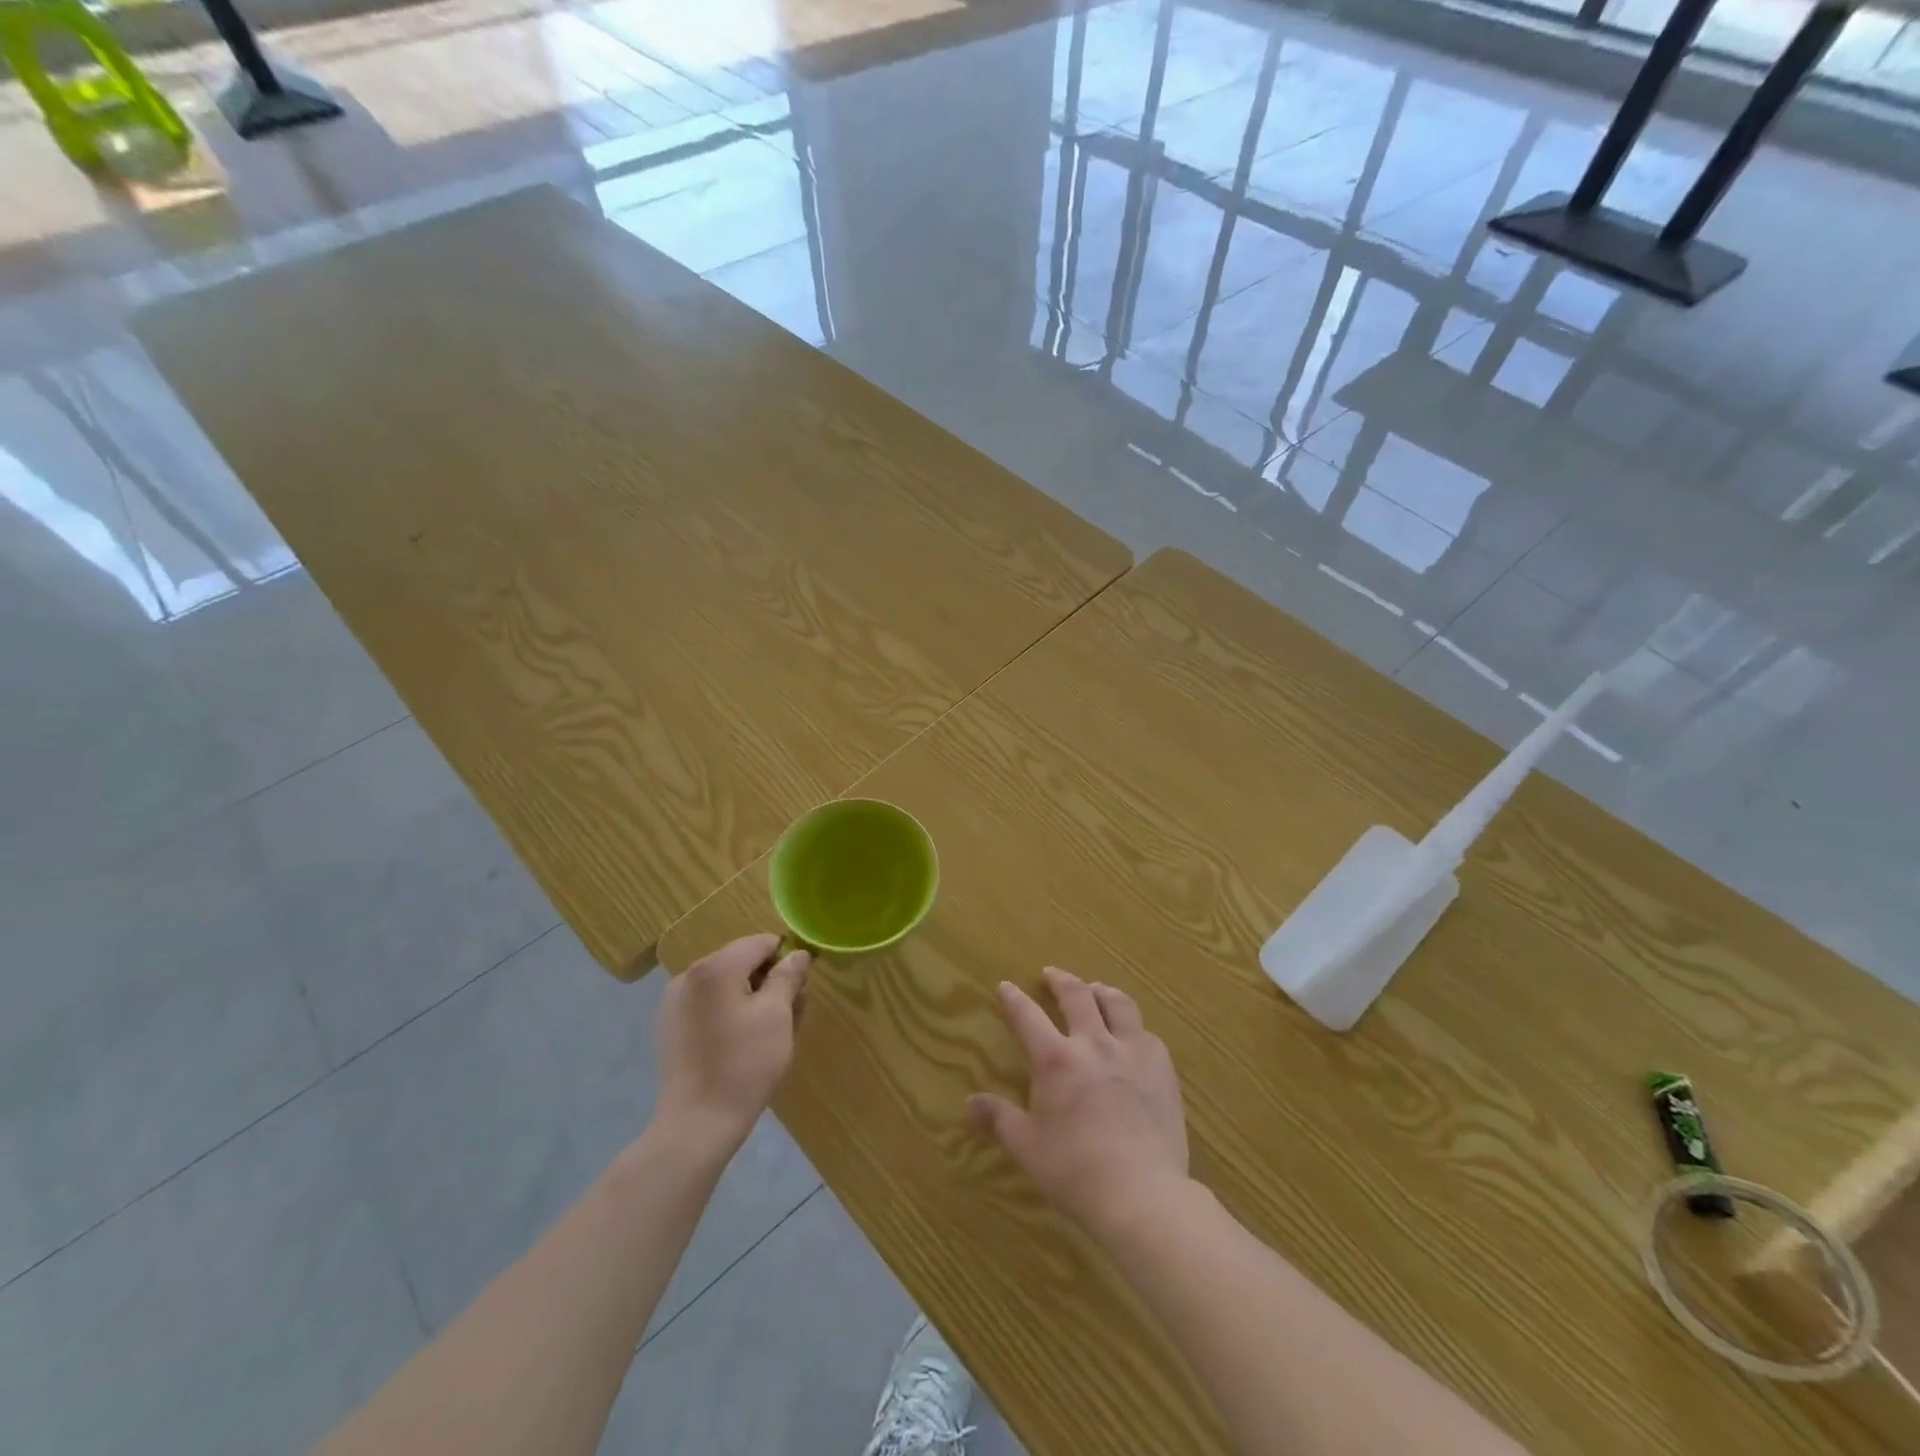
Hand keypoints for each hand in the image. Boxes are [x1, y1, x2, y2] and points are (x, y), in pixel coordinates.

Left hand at [656, 934, 809, 1154]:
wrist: (696, 1125)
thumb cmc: (744, 1066)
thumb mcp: (777, 1016)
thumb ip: (788, 977)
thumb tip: (798, 954)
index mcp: (715, 968)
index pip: (761, 943)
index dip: (786, 960)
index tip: (799, 990)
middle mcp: (689, 975)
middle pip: (742, 961)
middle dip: (769, 981)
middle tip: (790, 1015)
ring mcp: (675, 1001)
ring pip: (726, 984)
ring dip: (751, 997)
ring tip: (768, 1033)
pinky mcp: (671, 1025)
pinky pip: (709, 1003)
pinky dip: (730, 1012)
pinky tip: (741, 1042)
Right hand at [968, 966, 1187, 1237]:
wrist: (1142, 1193)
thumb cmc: (1075, 1171)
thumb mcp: (1027, 1147)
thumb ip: (999, 1119)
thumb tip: (970, 1103)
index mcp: (1056, 1059)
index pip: (1028, 1016)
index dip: (1014, 999)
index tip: (1006, 986)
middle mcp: (1093, 1043)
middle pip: (1076, 995)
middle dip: (1060, 980)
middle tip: (1052, 974)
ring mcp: (1132, 1051)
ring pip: (1118, 1004)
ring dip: (1102, 992)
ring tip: (1096, 990)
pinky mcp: (1162, 1068)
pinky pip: (1147, 1034)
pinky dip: (1134, 1027)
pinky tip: (1133, 1035)